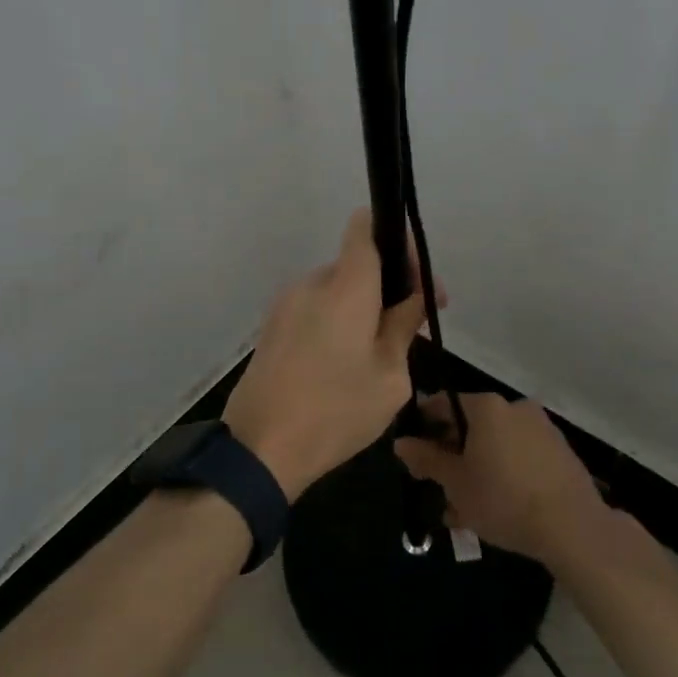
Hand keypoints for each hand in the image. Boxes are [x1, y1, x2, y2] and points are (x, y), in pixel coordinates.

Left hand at [222, 210, 431, 498]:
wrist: (259, 448)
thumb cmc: (335, 411)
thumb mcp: (389, 376)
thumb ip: (403, 327)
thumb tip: (411, 298)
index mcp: (344, 286)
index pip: (365, 228)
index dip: (396, 240)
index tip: (419, 279)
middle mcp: (310, 284)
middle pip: (355, 265)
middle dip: (387, 287)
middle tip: (413, 327)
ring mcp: (284, 305)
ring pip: (335, 291)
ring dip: (362, 309)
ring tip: (380, 354)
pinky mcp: (271, 329)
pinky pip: (314, 311)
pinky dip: (337, 323)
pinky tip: (346, 365)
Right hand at [394, 393, 610, 564]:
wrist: (573, 527)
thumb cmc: (503, 498)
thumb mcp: (454, 482)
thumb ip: (426, 458)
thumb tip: (401, 442)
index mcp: (486, 407)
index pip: (442, 404)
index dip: (422, 428)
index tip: (413, 455)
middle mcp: (514, 407)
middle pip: (470, 426)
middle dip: (450, 456)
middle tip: (437, 488)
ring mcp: (541, 429)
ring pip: (494, 446)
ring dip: (476, 471)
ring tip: (463, 510)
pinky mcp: (560, 453)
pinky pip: (519, 457)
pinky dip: (502, 475)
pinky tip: (494, 508)